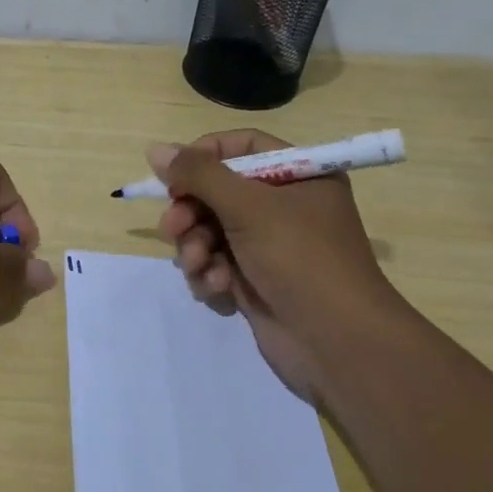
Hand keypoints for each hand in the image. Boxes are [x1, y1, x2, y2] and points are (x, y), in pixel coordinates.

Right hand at [151, 130, 403, 402]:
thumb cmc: (300, 259)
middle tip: (171, 228)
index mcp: (298, 177)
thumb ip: (199, 174)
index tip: (173, 174)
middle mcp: (284, 207)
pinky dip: (210, 275)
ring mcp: (268, 246)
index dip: (204, 157)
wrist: (338, 344)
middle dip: (190, 212)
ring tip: (199, 266)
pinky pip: (215, 264)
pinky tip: (218, 289)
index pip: (241, 147)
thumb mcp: (248, 207)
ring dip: (195, 248)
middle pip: (217, 192)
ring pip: (209, 231)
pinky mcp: (255, 281)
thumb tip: (155, 149)